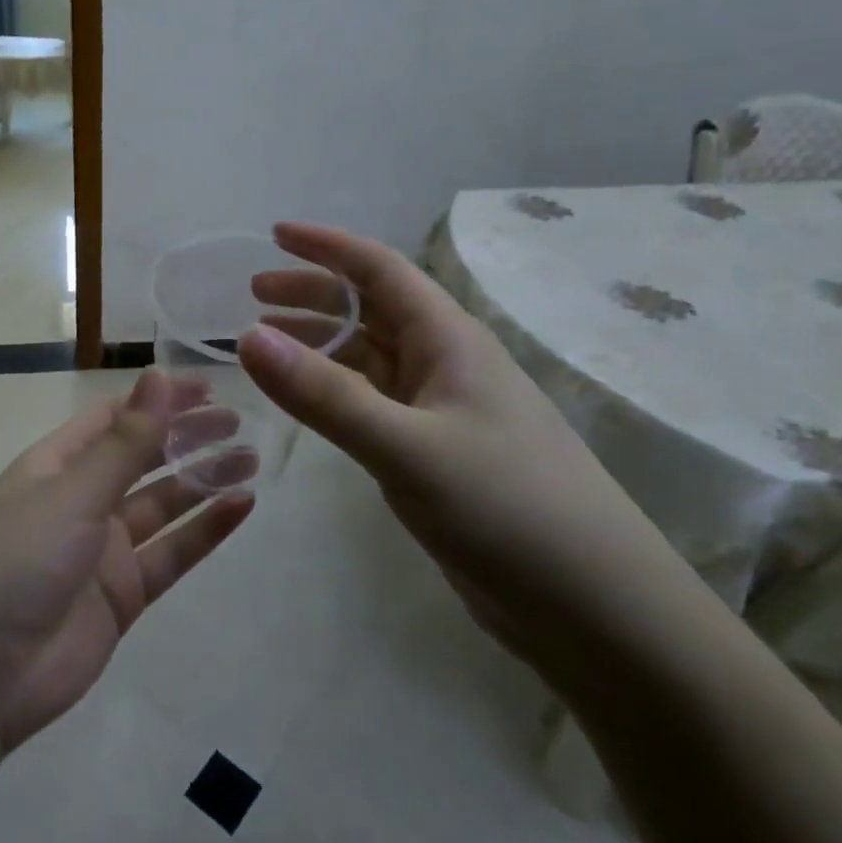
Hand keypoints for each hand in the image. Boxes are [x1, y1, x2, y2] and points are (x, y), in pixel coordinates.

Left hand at [0, 372, 253, 752]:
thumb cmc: (17, 559)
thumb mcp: (73, 491)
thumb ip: (125, 441)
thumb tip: (160, 375)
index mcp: (56, 465)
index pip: (115, 419)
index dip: (159, 400)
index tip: (210, 388)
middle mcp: (80, 500)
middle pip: (142, 459)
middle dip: (187, 438)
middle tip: (238, 423)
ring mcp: (103, 550)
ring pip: (163, 505)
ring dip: (203, 481)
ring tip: (251, 460)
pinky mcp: (123, 596)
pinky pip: (172, 554)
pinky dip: (205, 531)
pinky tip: (241, 506)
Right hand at [239, 222, 695, 691]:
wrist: (594, 608)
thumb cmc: (508, 509)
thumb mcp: (406, 447)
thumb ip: (325, 394)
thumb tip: (247, 337)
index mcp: (449, 340)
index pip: (379, 270)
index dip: (326, 246)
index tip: (273, 234)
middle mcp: (445, 364)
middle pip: (369, 309)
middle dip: (312, 294)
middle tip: (252, 296)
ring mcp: (441, 411)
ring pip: (369, 358)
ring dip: (318, 344)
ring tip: (264, 344)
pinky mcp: (435, 455)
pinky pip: (372, 404)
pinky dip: (333, 392)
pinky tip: (307, 403)